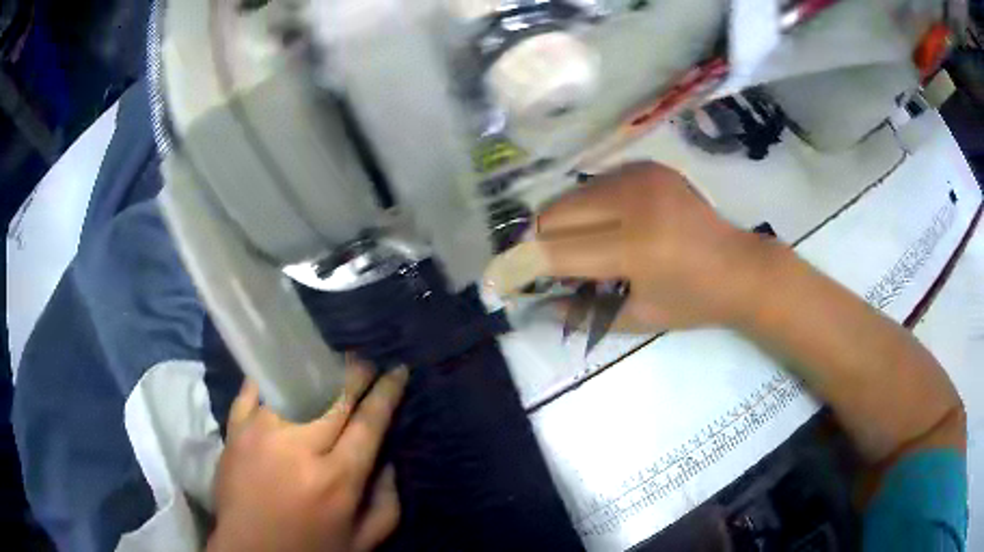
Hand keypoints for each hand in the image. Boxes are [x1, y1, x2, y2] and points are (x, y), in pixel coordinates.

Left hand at [208, 358, 408, 551]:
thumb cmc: (310, 549)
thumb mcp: (363, 542)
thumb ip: (387, 504)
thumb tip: (388, 462)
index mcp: (337, 480)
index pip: (369, 422)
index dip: (387, 391)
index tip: (398, 370)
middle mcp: (300, 448)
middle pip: (335, 394)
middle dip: (357, 372)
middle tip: (365, 365)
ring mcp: (262, 433)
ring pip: (295, 384)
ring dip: (317, 369)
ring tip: (328, 365)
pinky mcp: (235, 430)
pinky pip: (254, 389)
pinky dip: (270, 375)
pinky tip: (283, 369)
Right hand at [484, 162, 764, 330]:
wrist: (740, 266)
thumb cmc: (694, 301)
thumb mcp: (638, 317)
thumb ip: (582, 312)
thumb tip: (536, 305)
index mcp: (635, 246)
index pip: (555, 252)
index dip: (521, 267)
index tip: (500, 280)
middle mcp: (633, 200)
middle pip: (554, 214)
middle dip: (534, 242)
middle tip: (537, 266)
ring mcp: (640, 175)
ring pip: (570, 194)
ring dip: (558, 223)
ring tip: (569, 249)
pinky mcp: (646, 166)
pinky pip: (595, 184)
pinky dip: (584, 207)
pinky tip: (598, 227)